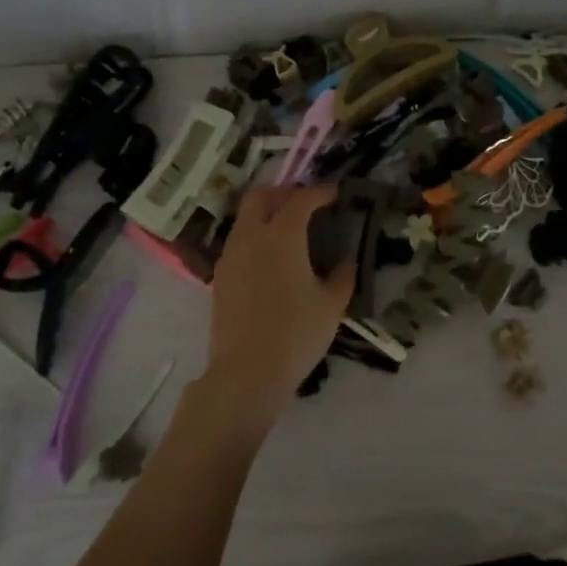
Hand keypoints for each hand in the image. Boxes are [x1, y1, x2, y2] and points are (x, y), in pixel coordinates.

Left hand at [195, 186, 354, 432]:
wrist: (247, 373)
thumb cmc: (296, 334)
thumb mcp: (332, 306)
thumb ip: (342, 277)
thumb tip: (346, 262)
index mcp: (282, 236)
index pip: (301, 199)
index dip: (320, 192)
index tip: (335, 194)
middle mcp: (251, 237)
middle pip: (260, 196)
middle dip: (283, 192)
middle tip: (305, 203)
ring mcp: (230, 256)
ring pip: (244, 218)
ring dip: (266, 214)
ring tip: (289, 231)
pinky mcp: (219, 277)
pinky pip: (237, 242)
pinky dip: (254, 237)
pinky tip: (271, 259)